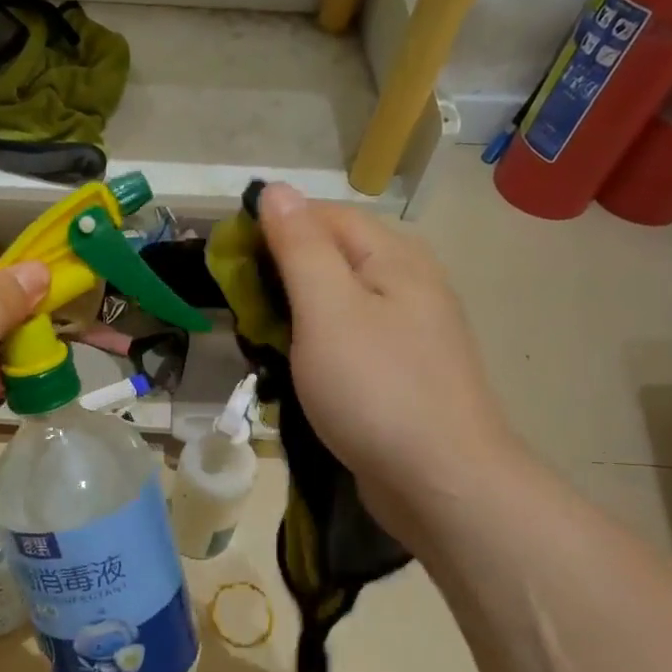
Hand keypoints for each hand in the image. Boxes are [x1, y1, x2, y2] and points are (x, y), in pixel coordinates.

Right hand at [256, 184, 523, 531]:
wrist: (441, 481)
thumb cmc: (376, 389)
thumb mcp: (327, 310)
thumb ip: (299, 247)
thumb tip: (276, 190)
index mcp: (395, 257)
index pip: (324, 216)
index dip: (273, 228)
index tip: (229, 262)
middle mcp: (409, 284)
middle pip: (333, 257)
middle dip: (282, 275)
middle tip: (244, 311)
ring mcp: (410, 332)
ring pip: (339, 302)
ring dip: (296, 315)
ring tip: (264, 342)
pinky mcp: (403, 372)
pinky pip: (350, 341)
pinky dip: (318, 346)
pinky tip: (299, 371)